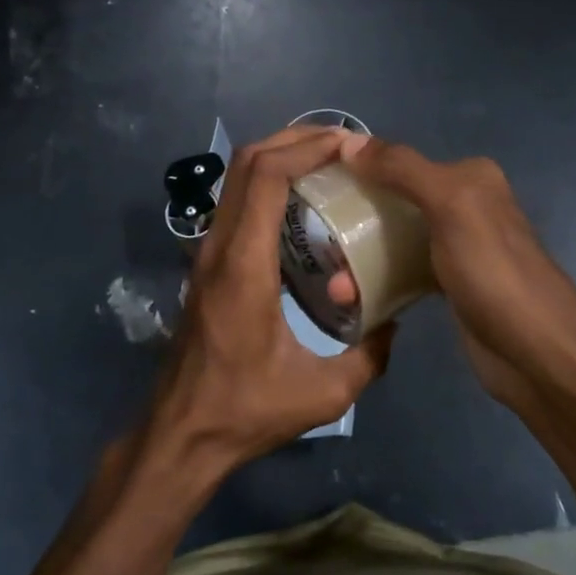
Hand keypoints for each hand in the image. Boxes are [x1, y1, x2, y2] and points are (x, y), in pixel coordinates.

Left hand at [142, 126, 394, 484]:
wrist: (181, 434)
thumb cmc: (246, 411)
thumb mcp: (324, 394)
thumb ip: (369, 357)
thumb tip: (394, 324)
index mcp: (245, 266)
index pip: (266, 177)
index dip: (306, 148)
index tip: (348, 144)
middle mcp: (219, 248)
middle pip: (247, 164)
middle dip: (294, 140)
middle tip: (342, 144)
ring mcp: (207, 255)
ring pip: (236, 181)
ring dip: (278, 159)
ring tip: (326, 164)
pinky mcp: (206, 267)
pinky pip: (236, 205)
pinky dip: (267, 186)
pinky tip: (302, 206)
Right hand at [342, 137, 575, 410]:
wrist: (538, 354)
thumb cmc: (494, 272)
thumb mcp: (450, 205)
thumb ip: (401, 169)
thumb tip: (348, 142)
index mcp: (469, 176)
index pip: (400, 160)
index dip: (358, 170)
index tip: (315, 188)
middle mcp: (464, 205)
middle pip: (393, 201)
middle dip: (353, 223)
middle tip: (320, 246)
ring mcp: (457, 248)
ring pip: (395, 241)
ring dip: (360, 260)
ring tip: (336, 290)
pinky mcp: (450, 286)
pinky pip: (403, 273)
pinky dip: (378, 283)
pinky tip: (354, 300)